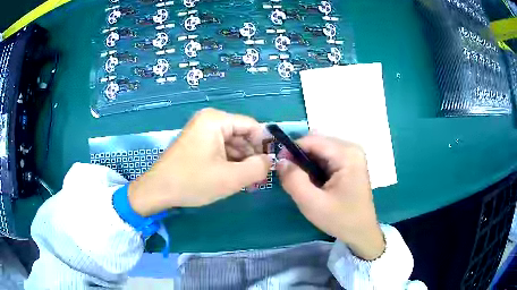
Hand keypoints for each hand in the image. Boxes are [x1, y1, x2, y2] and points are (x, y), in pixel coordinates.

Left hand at [128, 108, 271, 215]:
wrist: (158, 190)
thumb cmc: (193, 181)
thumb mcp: (231, 178)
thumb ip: (258, 168)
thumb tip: (270, 161)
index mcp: (216, 120)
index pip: (252, 126)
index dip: (264, 145)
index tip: (271, 165)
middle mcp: (209, 120)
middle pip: (241, 135)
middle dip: (252, 156)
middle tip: (259, 178)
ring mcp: (201, 132)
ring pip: (232, 144)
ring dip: (241, 162)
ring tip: (248, 182)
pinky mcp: (197, 143)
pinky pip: (220, 149)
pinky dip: (229, 163)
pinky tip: (234, 178)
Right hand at [277, 135, 384, 259]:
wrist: (361, 232)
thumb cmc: (340, 219)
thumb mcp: (312, 203)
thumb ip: (293, 180)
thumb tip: (280, 161)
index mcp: (347, 154)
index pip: (312, 140)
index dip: (291, 150)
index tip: (279, 167)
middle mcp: (351, 148)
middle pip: (316, 143)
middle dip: (300, 158)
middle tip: (291, 179)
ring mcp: (352, 155)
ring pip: (320, 150)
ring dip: (307, 163)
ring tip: (303, 183)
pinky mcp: (350, 162)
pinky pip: (327, 157)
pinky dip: (315, 167)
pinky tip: (314, 183)